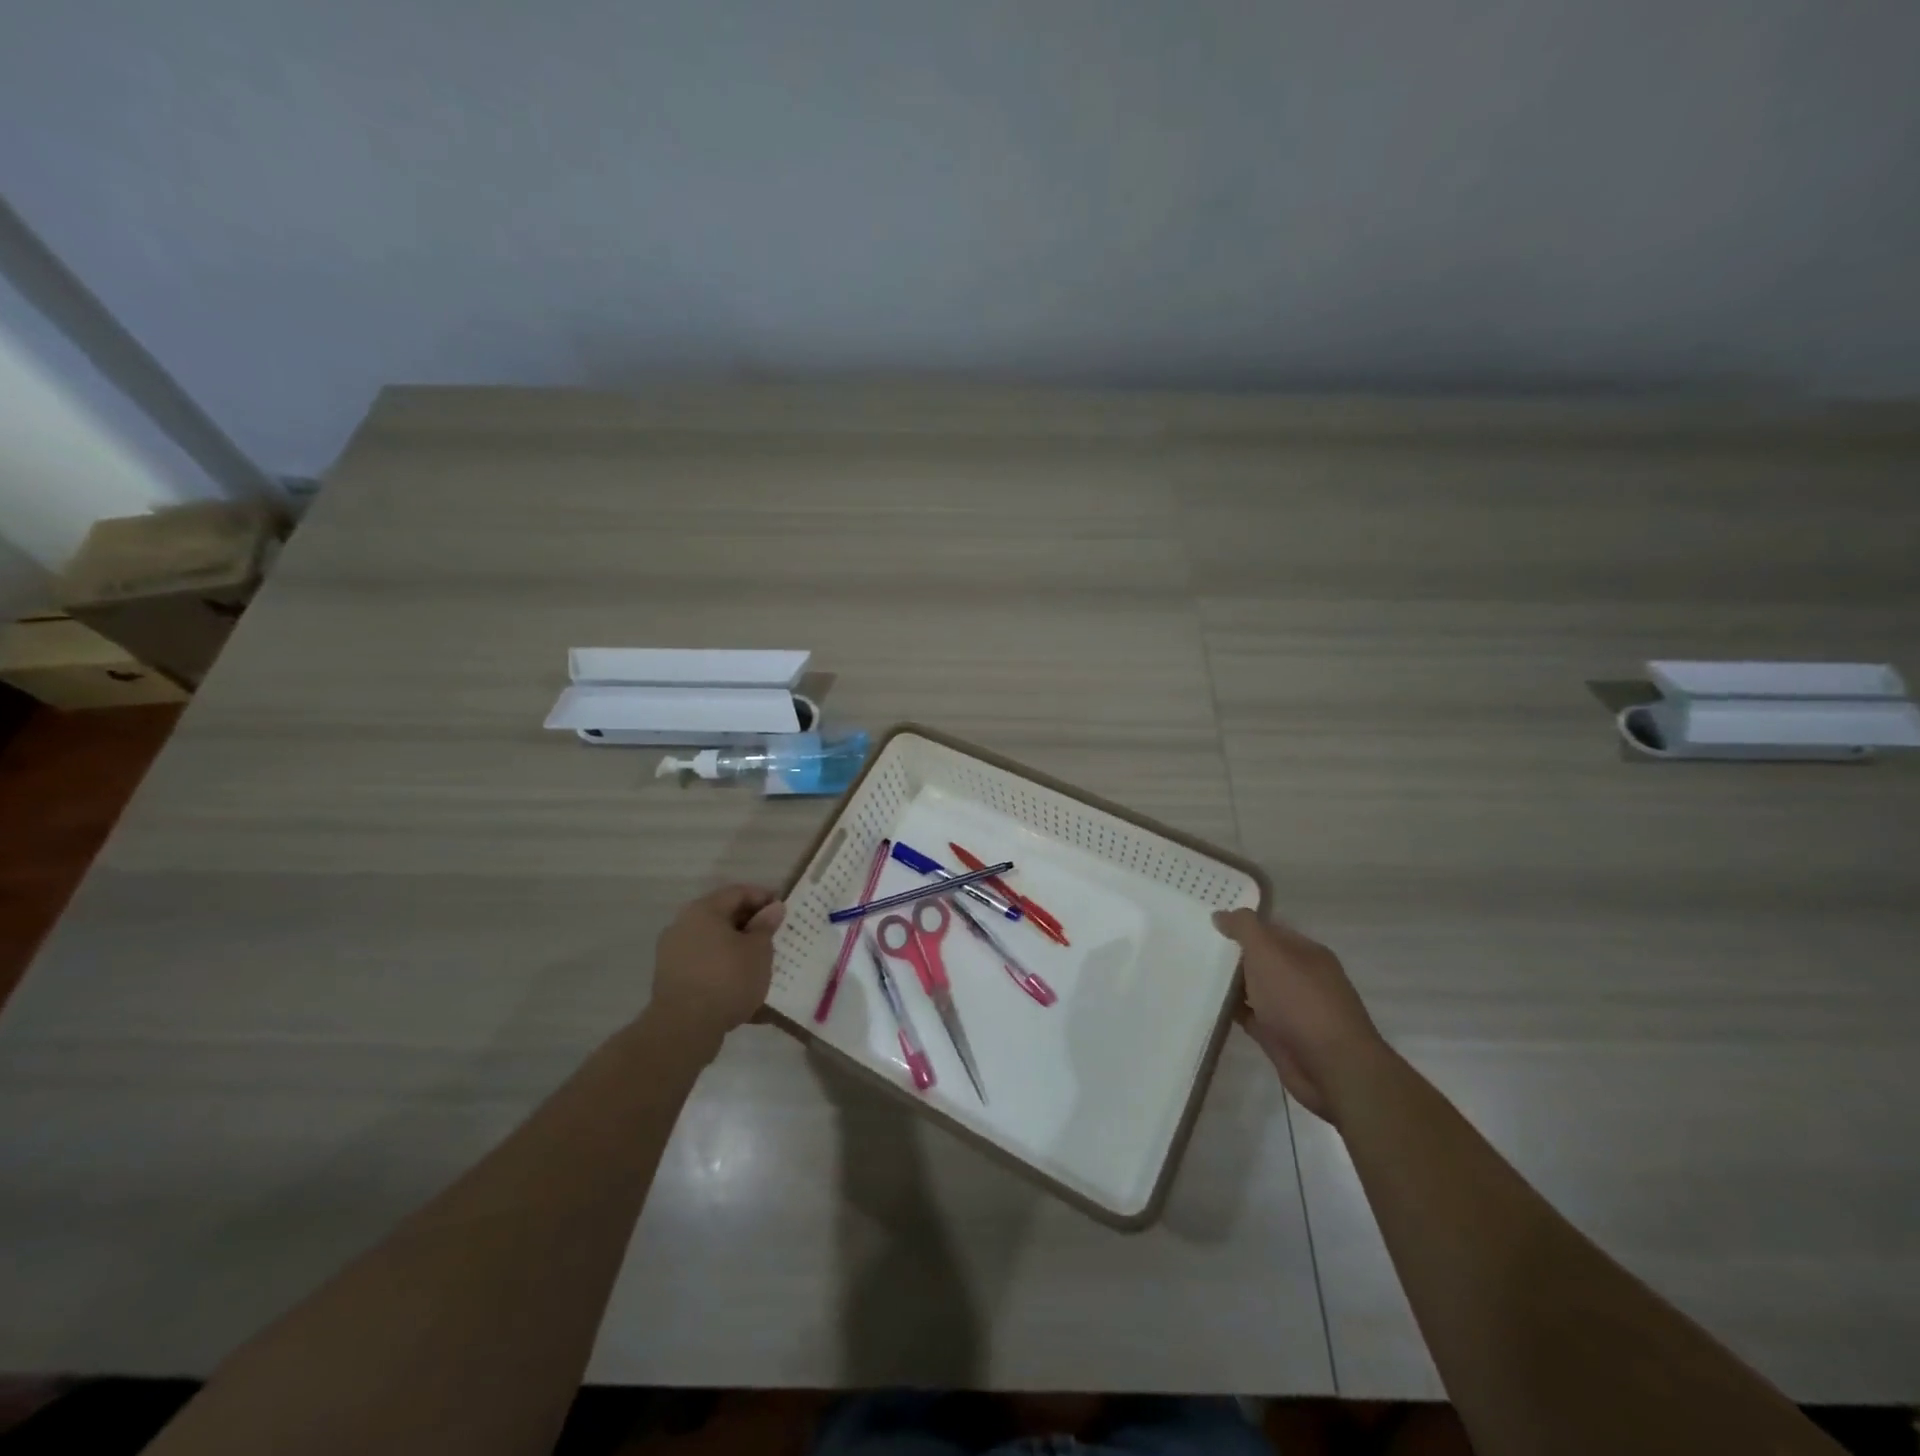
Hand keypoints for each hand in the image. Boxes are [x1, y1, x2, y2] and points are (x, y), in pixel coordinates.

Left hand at [648, 885, 785, 1053]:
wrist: (684, 1028)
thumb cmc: (727, 979)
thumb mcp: (758, 950)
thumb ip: (766, 925)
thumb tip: (773, 907)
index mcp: (704, 910)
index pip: (738, 892)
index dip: (764, 897)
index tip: (783, 911)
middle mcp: (683, 925)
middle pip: (723, 916)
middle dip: (750, 924)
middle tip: (774, 936)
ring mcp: (673, 952)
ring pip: (713, 942)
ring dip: (736, 947)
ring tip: (760, 962)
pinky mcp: (671, 978)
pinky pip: (703, 964)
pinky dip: (723, 967)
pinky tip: (740, 983)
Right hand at [1213, 908, 1384, 1122]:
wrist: (1332, 1068)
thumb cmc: (1300, 1002)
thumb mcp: (1268, 953)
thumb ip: (1244, 929)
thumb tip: (1221, 914)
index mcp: (1305, 953)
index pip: (1268, 929)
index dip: (1239, 924)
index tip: (1206, 923)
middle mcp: (1301, 977)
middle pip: (1260, 958)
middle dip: (1231, 953)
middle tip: (1192, 945)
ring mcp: (1291, 1008)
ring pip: (1253, 988)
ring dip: (1229, 983)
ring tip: (1191, 971)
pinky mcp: (1279, 1036)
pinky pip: (1249, 1015)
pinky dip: (1231, 1010)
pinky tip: (1206, 1004)